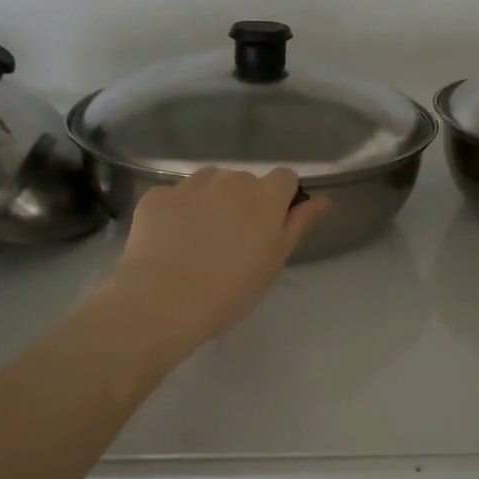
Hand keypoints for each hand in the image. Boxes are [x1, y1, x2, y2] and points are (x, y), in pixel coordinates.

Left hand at [107, 168, 325, 358]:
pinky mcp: (156, 195)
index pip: (285, 177)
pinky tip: (169, 242)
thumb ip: (298, 224)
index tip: (271, 225)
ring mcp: (190, 184)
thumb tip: (322, 200)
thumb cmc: (230, 290)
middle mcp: (230, 179)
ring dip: (210, 201)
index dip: (280, 198)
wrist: (162, 301)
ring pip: (208, 183)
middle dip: (243, 201)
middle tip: (233, 240)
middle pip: (244, 181)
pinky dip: (176, 212)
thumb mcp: (274, 262)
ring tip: (198, 239)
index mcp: (265, 196)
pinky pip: (174, 196)